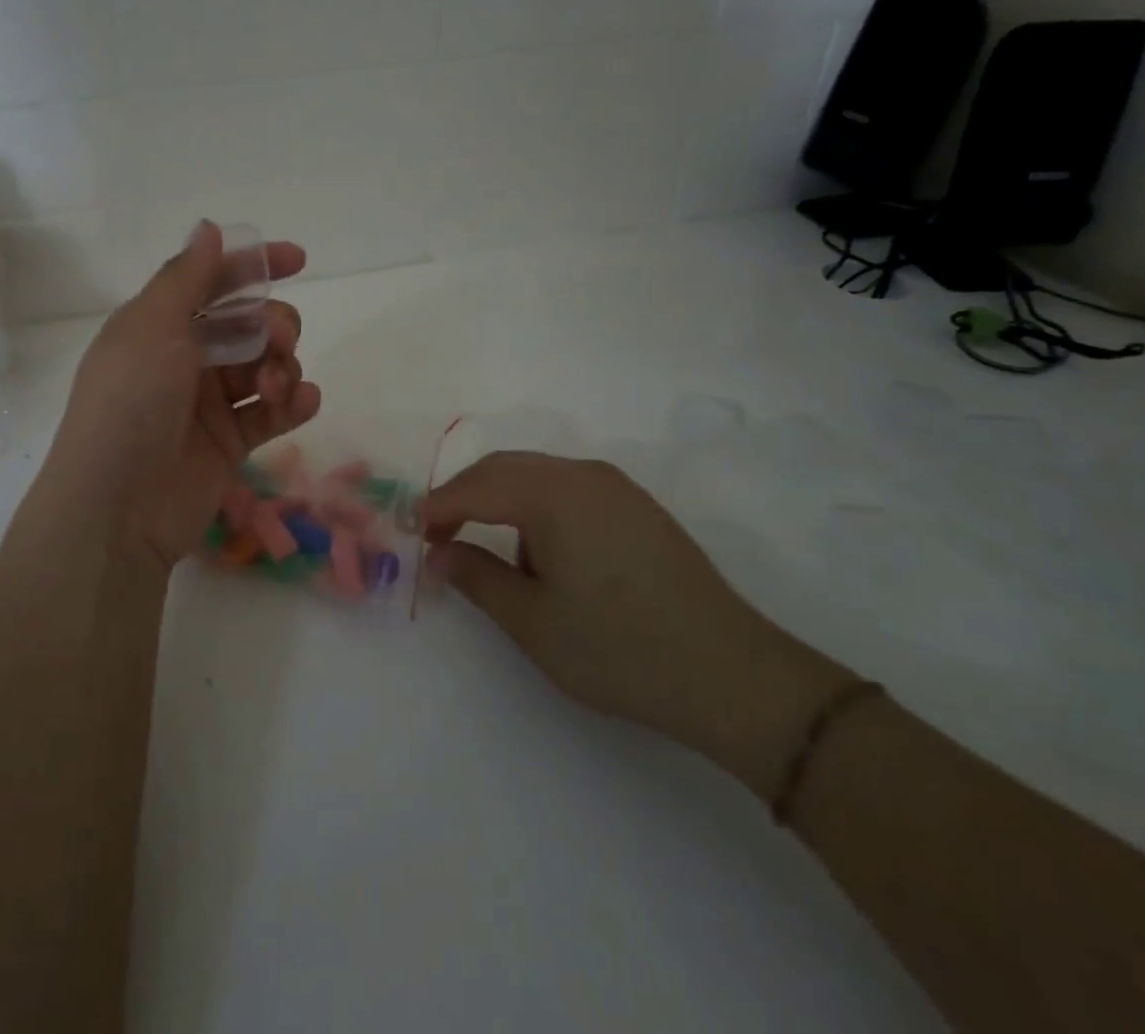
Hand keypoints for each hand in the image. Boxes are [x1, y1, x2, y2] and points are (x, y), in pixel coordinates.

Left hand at [44, 222, 321, 571]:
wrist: (118, 509)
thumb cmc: (130, 404)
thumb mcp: (151, 328)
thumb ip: (186, 277)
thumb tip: (209, 227)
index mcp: (159, 325)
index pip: (212, 282)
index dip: (254, 266)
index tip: (299, 260)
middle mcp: (184, 358)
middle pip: (248, 324)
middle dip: (274, 324)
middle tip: (279, 339)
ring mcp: (208, 403)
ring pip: (265, 366)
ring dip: (283, 366)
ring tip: (277, 388)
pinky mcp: (230, 443)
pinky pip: (271, 412)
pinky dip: (294, 403)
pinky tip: (304, 402)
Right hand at [422, 453, 852, 796]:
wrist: (732, 675)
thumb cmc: (619, 649)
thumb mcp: (532, 621)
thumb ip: (476, 577)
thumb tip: (438, 552)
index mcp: (553, 493)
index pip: (476, 487)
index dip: (437, 508)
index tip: (412, 534)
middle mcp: (583, 474)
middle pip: (504, 468)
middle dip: (464, 496)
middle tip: (438, 534)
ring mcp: (615, 486)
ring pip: (536, 474)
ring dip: (500, 499)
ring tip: (485, 545)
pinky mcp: (636, 506)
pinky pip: (567, 487)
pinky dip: (535, 505)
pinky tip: (539, 548)